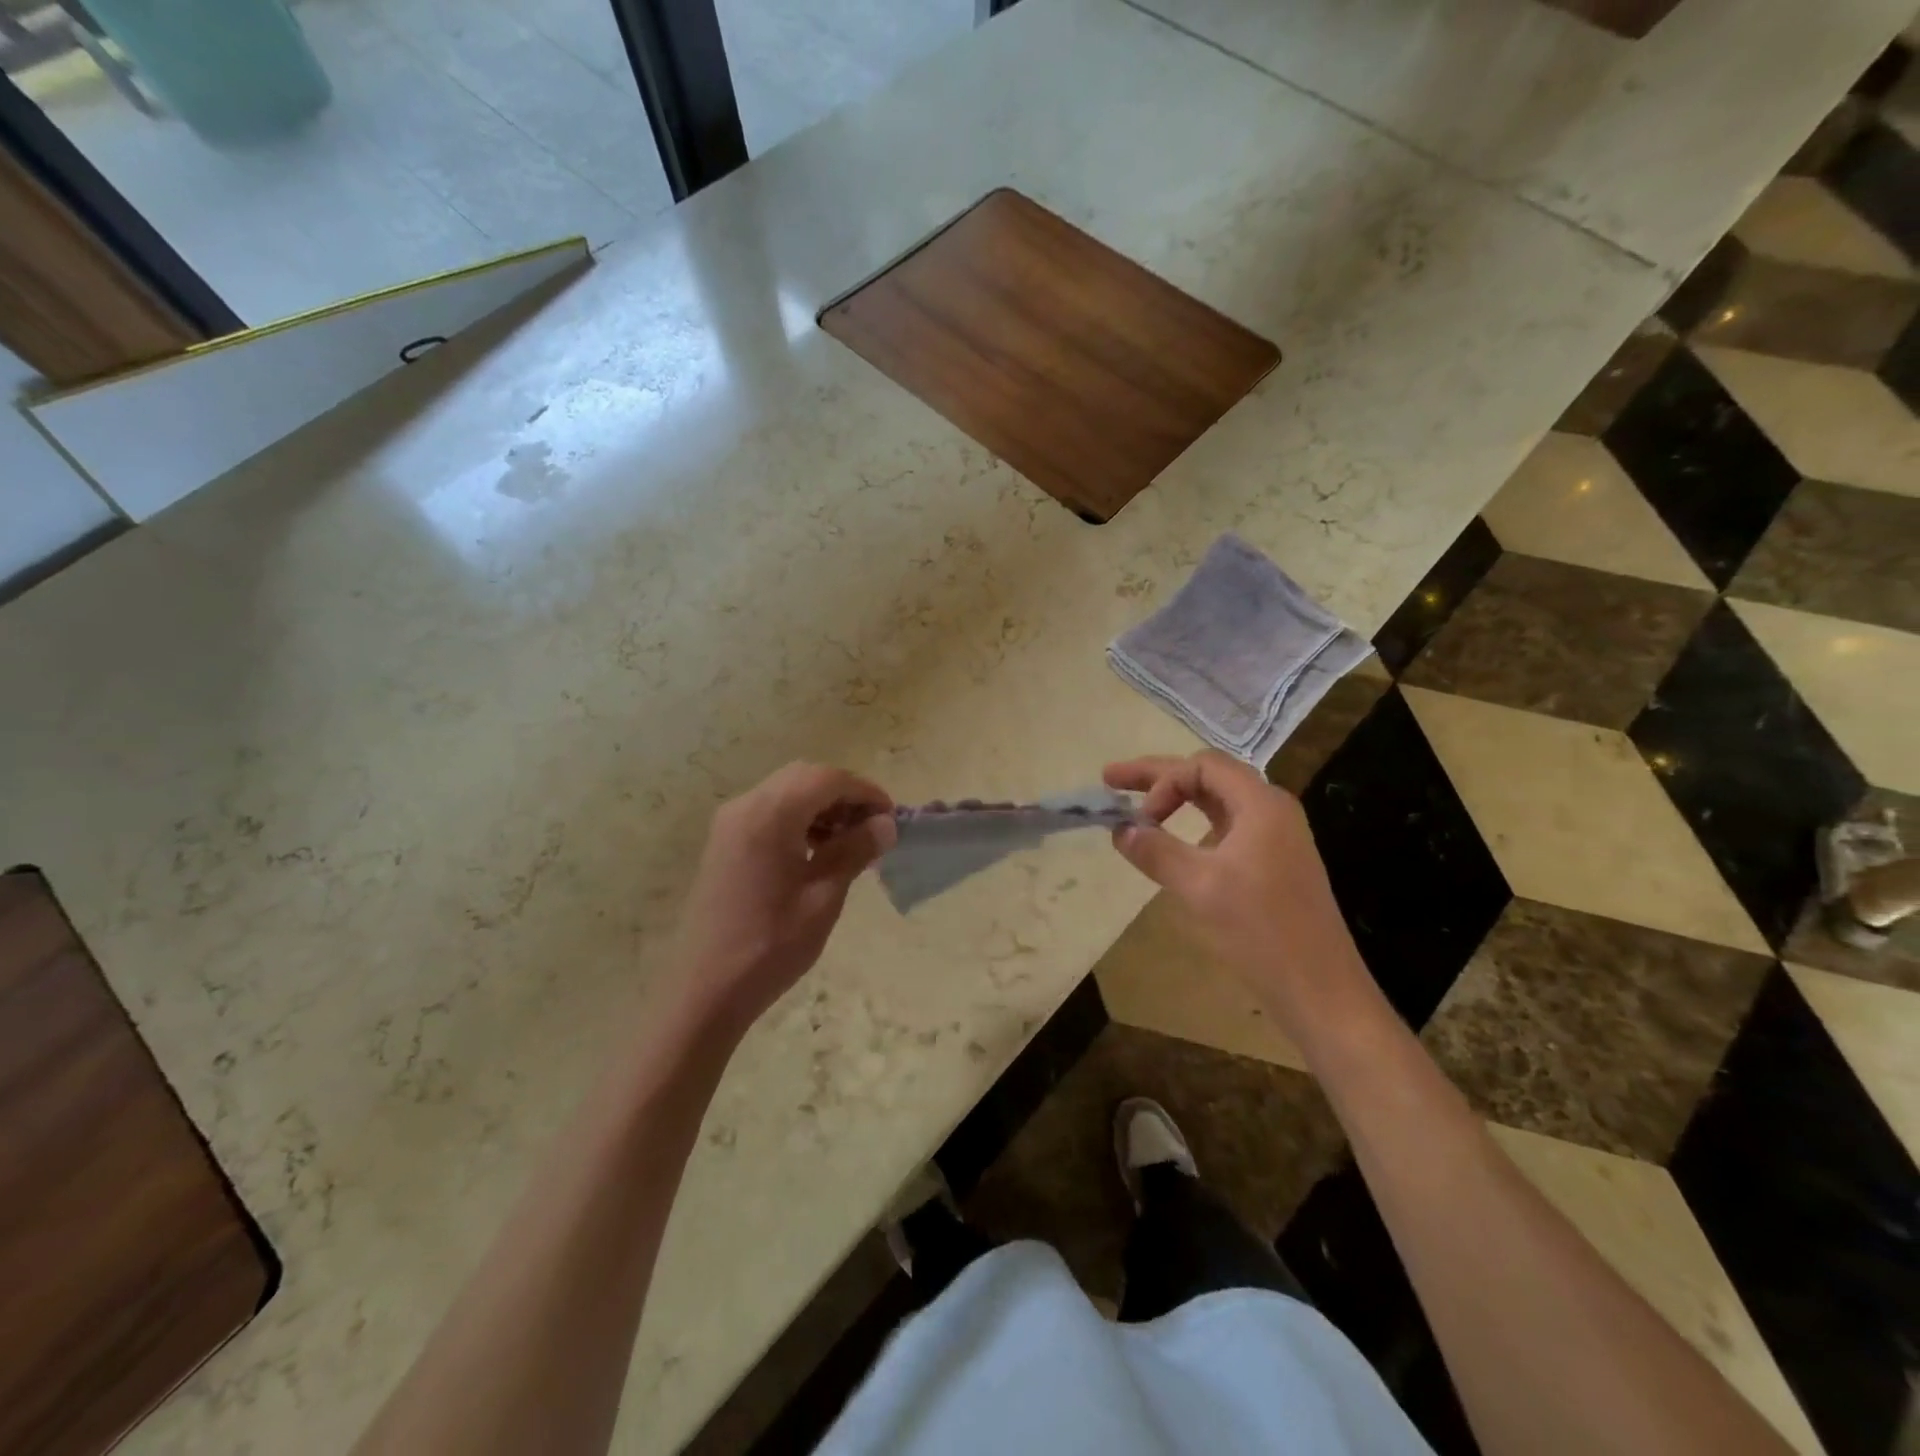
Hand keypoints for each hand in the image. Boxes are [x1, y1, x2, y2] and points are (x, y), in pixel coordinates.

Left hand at [671, 762, 895, 1036]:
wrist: (705, 990)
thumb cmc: (771, 946)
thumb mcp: (823, 897)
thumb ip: (854, 851)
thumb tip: (886, 824)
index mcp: (770, 815)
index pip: (827, 779)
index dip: (865, 791)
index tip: (892, 818)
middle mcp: (746, 806)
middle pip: (805, 777)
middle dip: (844, 794)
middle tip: (872, 828)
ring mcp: (730, 823)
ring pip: (786, 791)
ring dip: (821, 805)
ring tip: (849, 842)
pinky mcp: (724, 842)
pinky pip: (769, 811)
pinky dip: (799, 818)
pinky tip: (816, 851)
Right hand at [1103, 752, 1372, 1030]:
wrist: (1320, 989)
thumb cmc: (1260, 930)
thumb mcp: (1199, 887)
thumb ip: (1156, 851)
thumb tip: (1120, 829)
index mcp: (1261, 804)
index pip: (1202, 767)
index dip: (1163, 782)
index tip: (1140, 820)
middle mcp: (1271, 811)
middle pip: (1208, 776)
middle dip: (1159, 777)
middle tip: (1111, 778)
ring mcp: (1275, 838)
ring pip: (1217, 802)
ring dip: (1176, 799)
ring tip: (1138, 804)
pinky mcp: (1273, 864)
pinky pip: (1226, 827)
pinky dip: (1194, 824)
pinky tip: (1175, 840)